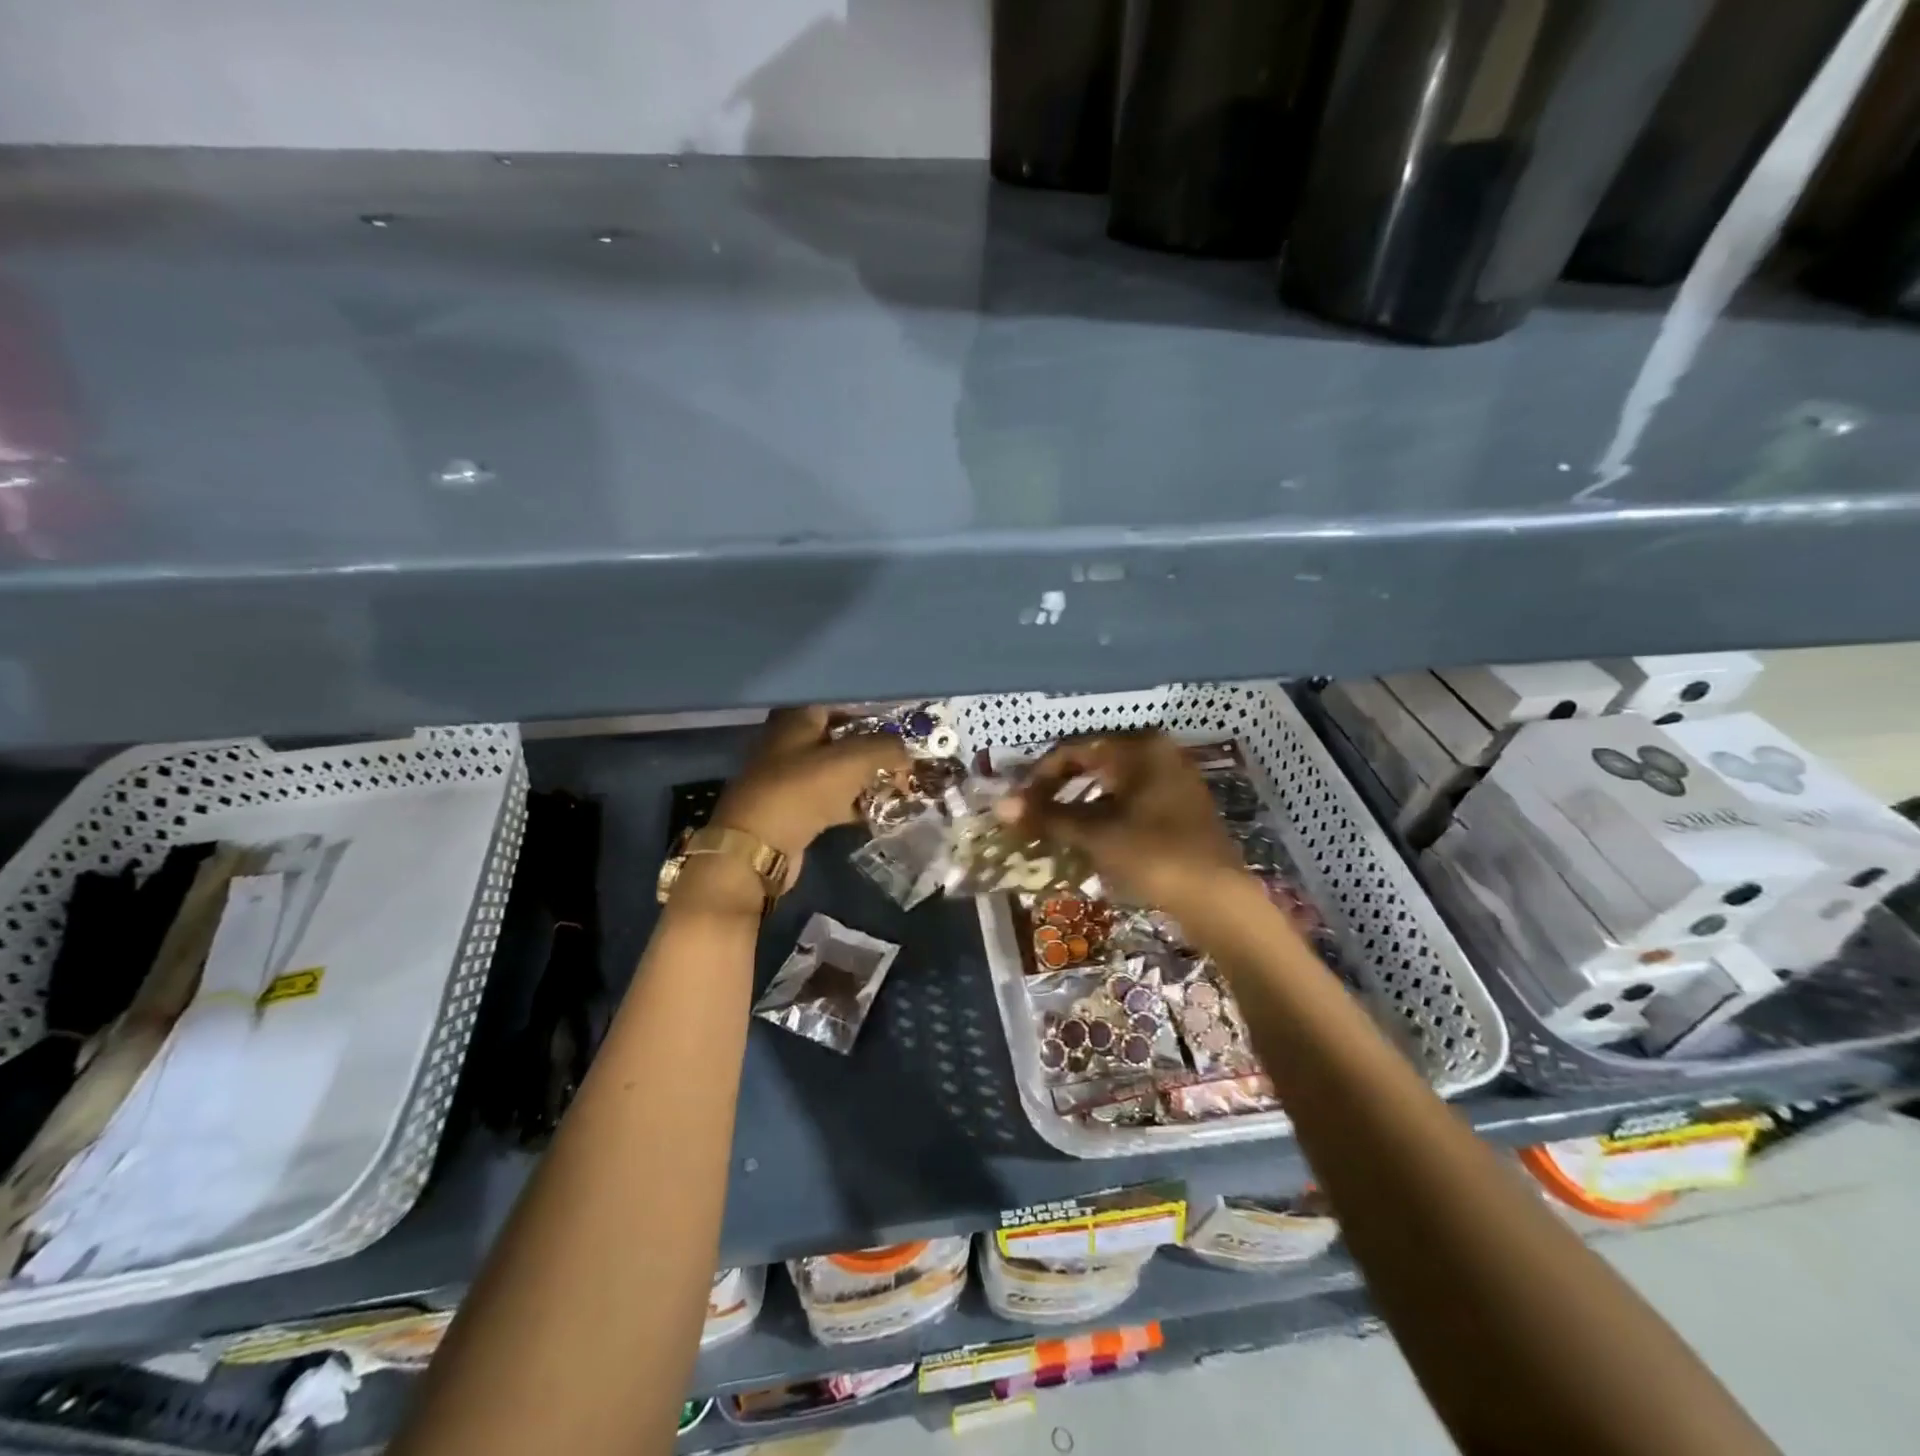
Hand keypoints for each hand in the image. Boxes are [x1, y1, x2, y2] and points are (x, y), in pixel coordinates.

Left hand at [710, 706, 908, 889]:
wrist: (757, 847)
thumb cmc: (802, 790)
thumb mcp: (852, 761)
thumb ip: (886, 748)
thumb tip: (907, 752)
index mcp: (797, 720)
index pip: (843, 705)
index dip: (874, 714)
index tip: (904, 727)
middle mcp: (791, 743)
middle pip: (843, 739)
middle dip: (876, 750)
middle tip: (906, 759)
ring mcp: (792, 778)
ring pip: (840, 772)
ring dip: (869, 778)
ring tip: (901, 785)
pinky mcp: (796, 810)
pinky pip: (834, 800)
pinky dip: (856, 803)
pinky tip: (882, 810)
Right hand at [998, 730, 1243, 909]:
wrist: (1218, 900)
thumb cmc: (1153, 855)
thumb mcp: (1095, 834)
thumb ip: (1047, 816)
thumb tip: (1000, 806)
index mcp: (1139, 748)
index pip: (1074, 750)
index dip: (1039, 777)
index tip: (1019, 804)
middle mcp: (1158, 753)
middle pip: (1093, 764)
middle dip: (1059, 791)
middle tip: (1034, 817)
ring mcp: (1173, 780)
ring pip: (1112, 784)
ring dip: (1080, 805)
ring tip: (1057, 831)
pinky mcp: (1180, 807)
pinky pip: (1131, 801)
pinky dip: (1105, 815)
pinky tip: (1091, 839)